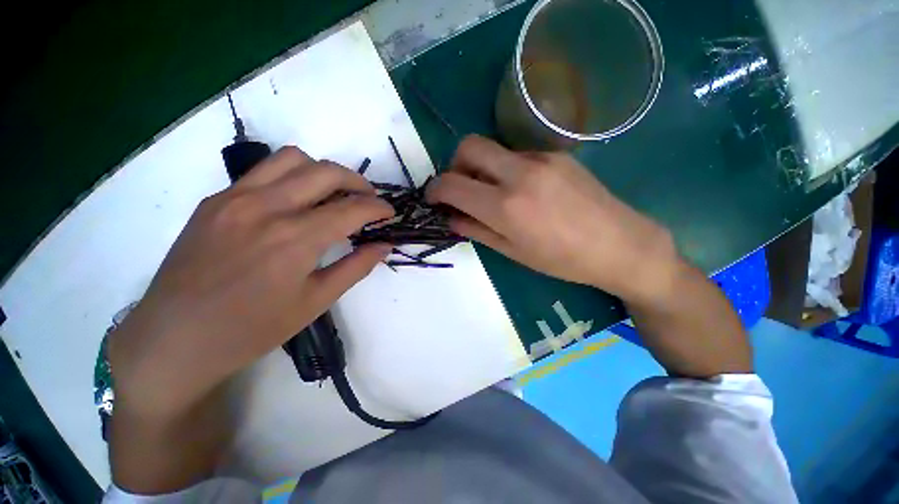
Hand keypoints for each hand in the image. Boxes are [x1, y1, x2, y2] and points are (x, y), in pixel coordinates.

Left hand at [109, 147, 393, 420]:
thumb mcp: (315, 301)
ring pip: (293, 159)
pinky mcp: (216, 199)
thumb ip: (356, 267)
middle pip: (326, 172)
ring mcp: (235, 198)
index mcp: (295, 239)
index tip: (390, 213)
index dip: (378, 208)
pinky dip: (293, 177)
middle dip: (358, 182)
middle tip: (369, 200)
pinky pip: (264, 171)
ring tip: (335, 195)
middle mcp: (266, 207)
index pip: (352, 209)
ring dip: (324, 172)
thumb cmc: (252, 329)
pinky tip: (297, 202)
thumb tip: (384, 245)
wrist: (174, 338)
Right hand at [426, 135, 678, 302]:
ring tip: (494, 193)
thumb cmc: (561, 260)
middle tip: (461, 188)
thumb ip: (476, 230)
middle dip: (455, 165)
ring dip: (482, 167)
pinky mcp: (557, 154)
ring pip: (494, 149)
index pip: (452, 184)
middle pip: (469, 145)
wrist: (619, 245)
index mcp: (505, 206)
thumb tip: (451, 217)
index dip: (435, 190)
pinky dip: (506, 169)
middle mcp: (519, 173)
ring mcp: (541, 158)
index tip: (434, 198)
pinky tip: (522, 190)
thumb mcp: (512, 252)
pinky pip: (518, 155)